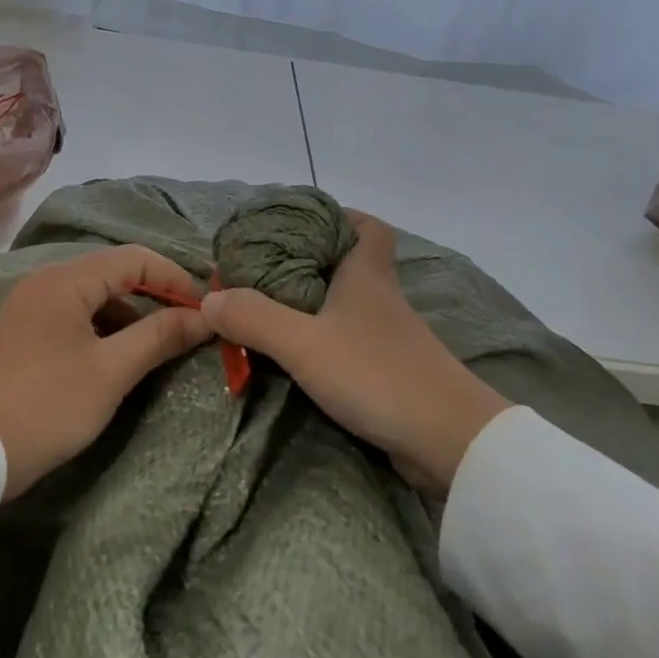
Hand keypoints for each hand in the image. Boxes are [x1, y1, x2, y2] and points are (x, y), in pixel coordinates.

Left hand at [0, 246, 212, 498]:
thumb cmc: (48, 404)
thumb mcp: (112, 371)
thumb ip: (160, 336)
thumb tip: (205, 316)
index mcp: (65, 281)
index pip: (134, 259)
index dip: (175, 278)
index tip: (205, 309)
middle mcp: (45, 283)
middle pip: (113, 273)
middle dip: (154, 296)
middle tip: (188, 325)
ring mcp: (30, 308)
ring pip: (94, 297)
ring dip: (130, 315)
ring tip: (159, 346)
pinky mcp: (23, 334)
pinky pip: (74, 317)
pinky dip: (103, 329)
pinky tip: (118, 358)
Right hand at [200, 214, 512, 492]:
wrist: (450, 442)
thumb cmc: (378, 374)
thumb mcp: (304, 343)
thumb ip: (254, 318)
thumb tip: (209, 299)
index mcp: (367, 276)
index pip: (366, 225)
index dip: (338, 216)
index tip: (299, 223)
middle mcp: (380, 299)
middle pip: (350, 263)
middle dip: (309, 261)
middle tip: (264, 269)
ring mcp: (388, 338)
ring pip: (347, 305)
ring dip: (312, 304)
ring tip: (267, 309)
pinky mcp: (389, 372)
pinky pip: (349, 342)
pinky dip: (323, 341)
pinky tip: (297, 354)